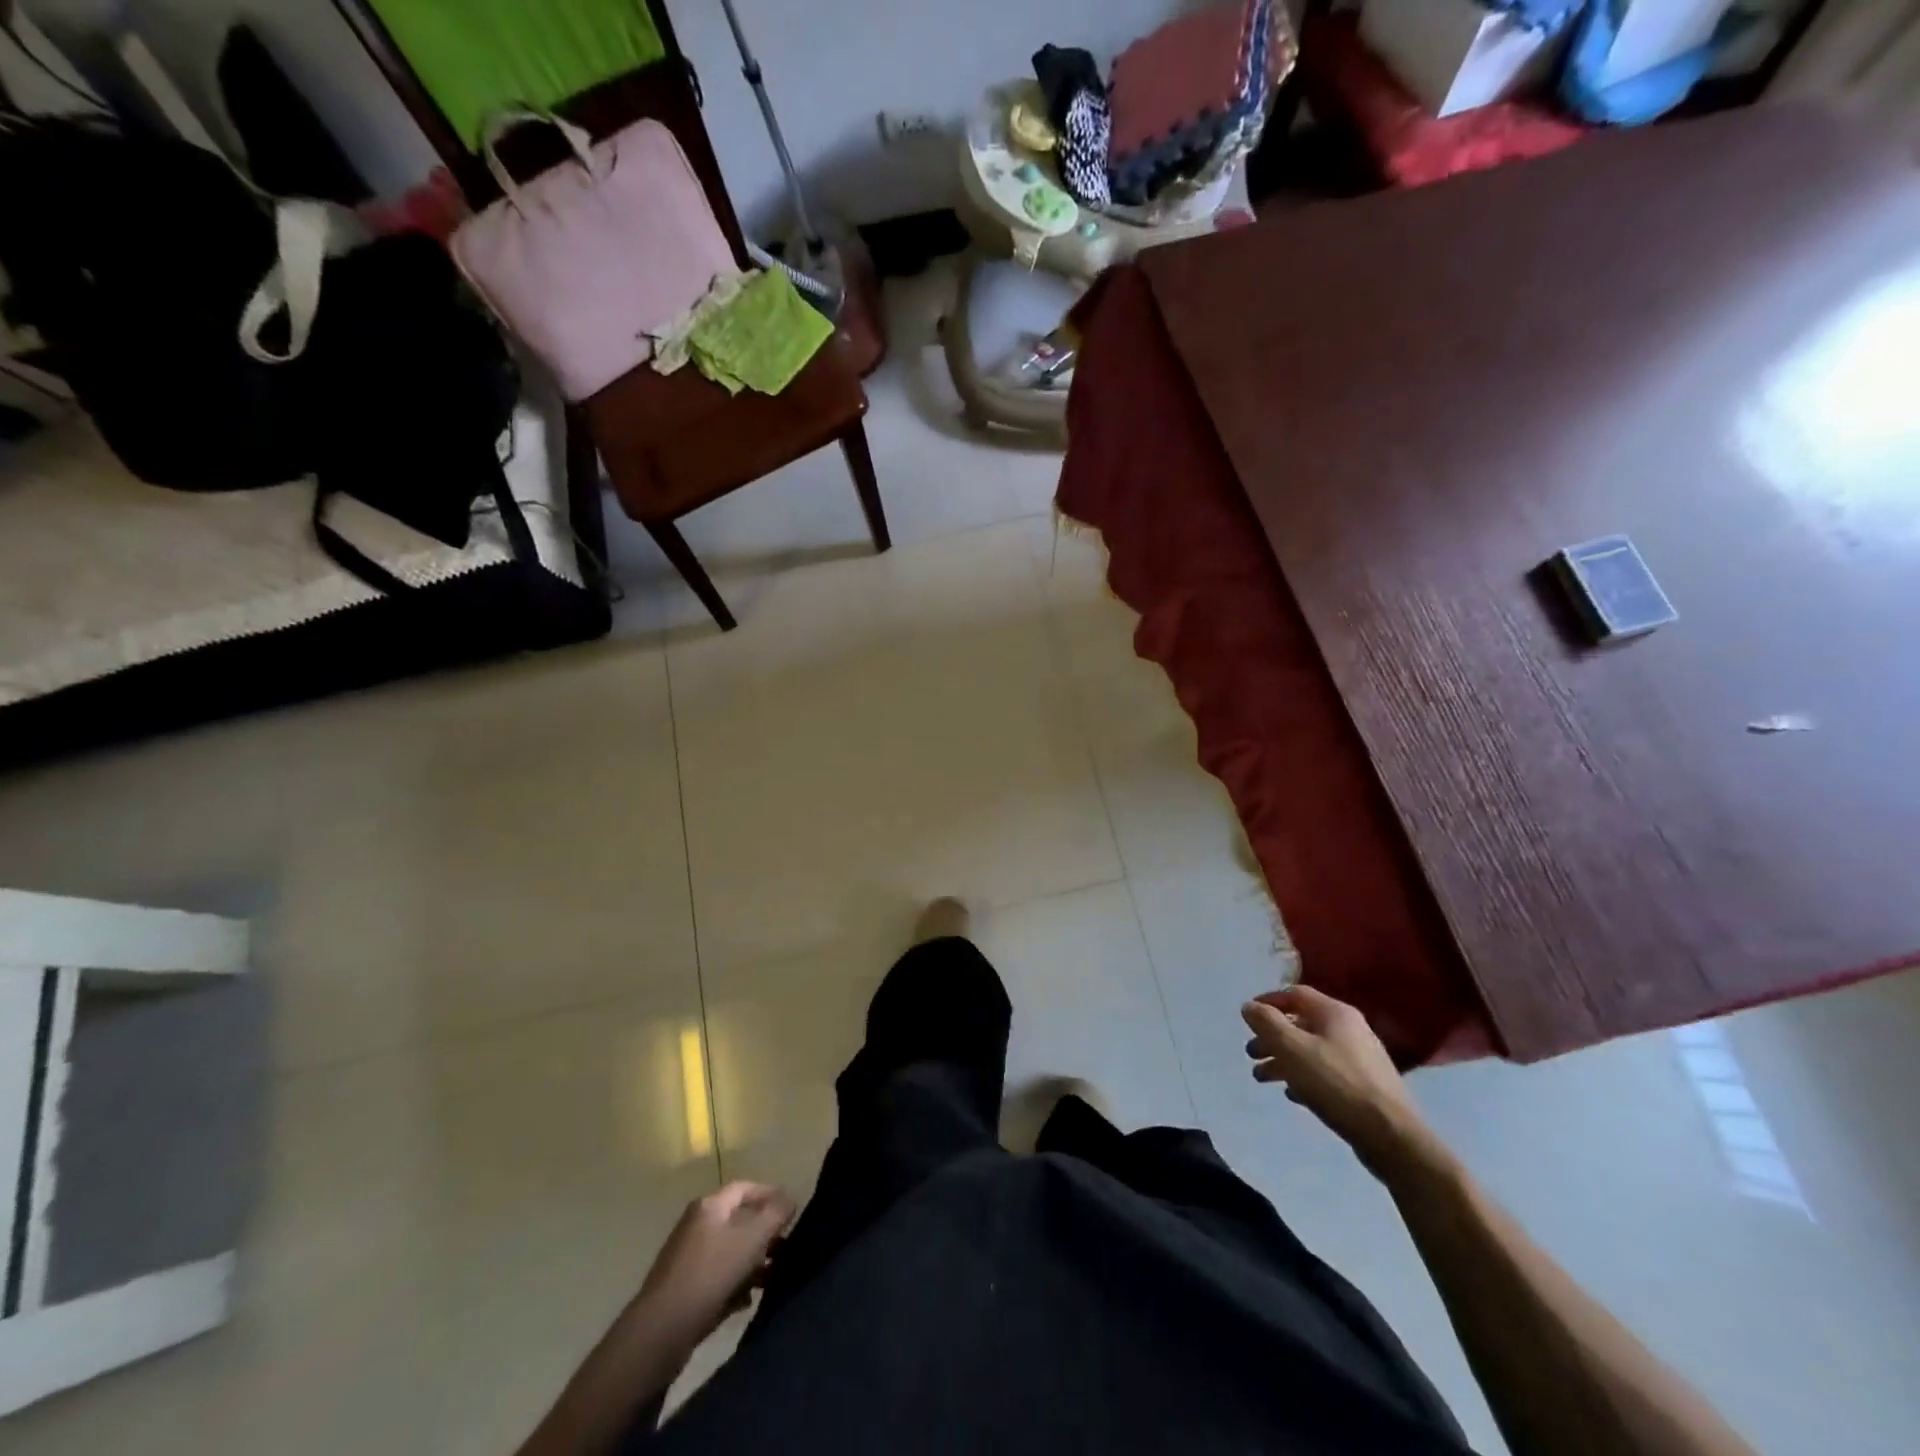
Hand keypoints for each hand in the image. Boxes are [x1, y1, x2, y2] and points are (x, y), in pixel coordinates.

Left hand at [635, 1182, 796, 1349]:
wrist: (660, 1333)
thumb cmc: (710, 1274)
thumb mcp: (751, 1239)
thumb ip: (775, 1214)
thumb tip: (790, 1197)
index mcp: (710, 1206)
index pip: (745, 1188)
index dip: (770, 1194)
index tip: (791, 1210)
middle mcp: (696, 1226)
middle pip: (738, 1221)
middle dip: (764, 1234)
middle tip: (786, 1249)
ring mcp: (687, 1259)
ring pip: (729, 1252)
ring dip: (752, 1262)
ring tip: (772, 1279)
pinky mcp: (683, 1289)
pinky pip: (717, 1278)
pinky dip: (735, 1284)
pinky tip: (747, 1301)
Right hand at [1242, 986, 1436, 1178]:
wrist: (1390, 1135)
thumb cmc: (1336, 1083)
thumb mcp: (1292, 1048)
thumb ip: (1267, 1023)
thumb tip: (1250, 1006)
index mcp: (1335, 1013)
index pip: (1295, 994)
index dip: (1268, 1002)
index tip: (1247, 1018)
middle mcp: (1350, 1029)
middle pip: (1301, 1024)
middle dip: (1272, 1037)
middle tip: (1251, 1053)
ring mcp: (1360, 1058)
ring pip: (1312, 1050)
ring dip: (1284, 1059)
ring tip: (1262, 1077)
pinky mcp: (1365, 1086)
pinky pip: (1326, 1072)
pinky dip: (1304, 1077)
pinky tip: (1292, 1094)